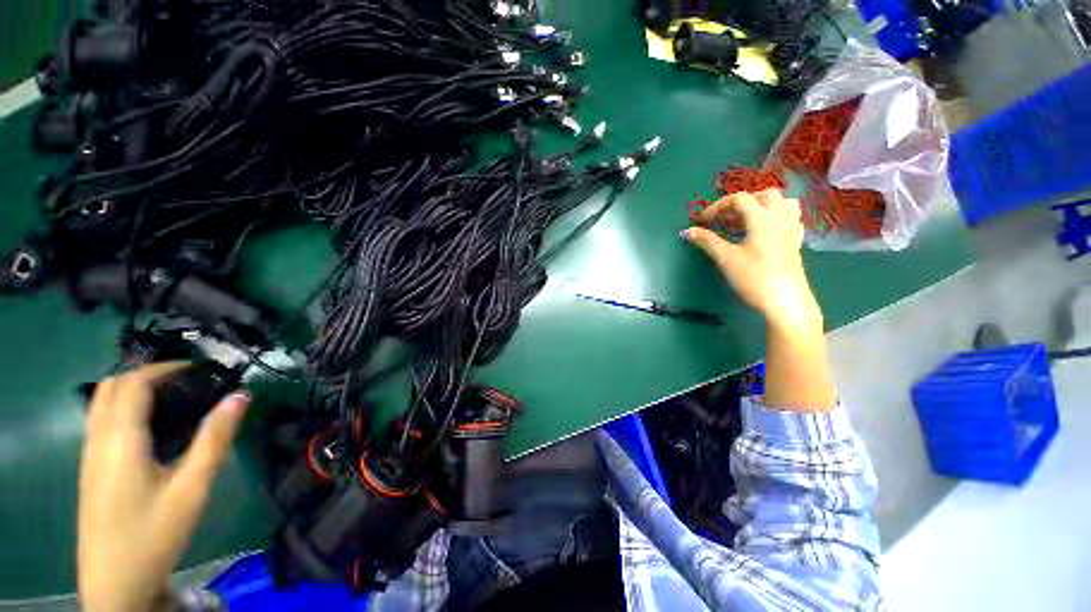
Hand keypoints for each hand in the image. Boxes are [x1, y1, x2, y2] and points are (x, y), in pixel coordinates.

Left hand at [78, 363, 248, 611]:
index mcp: (120, 440)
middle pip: (111, 386)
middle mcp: (97, 440)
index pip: (133, 383)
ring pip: (101, 403)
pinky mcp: (90, 469)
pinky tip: (151, 428)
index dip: (165, 367)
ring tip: (173, 399)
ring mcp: (89, 455)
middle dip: (147, 374)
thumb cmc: (155, 533)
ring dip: (133, 389)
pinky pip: (102, 421)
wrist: (116, 583)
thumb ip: (215, 439)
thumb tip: (239, 396)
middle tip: (187, 381)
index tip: (201, 369)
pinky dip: (124, 408)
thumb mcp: (192, 488)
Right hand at [683, 189, 820, 331]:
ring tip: (746, 218)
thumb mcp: (726, 258)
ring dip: (763, 204)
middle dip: (742, 201)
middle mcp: (780, 218)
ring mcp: (792, 229)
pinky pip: (790, 217)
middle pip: (764, 195)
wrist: (785, 301)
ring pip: (783, 202)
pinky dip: (776, 216)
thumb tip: (688, 231)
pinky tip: (765, 229)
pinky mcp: (796, 242)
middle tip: (725, 217)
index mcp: (762, 219)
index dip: (718, 206)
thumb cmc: (754, 277)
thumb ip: (707, 241)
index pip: (740, 200)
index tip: (702, 220)